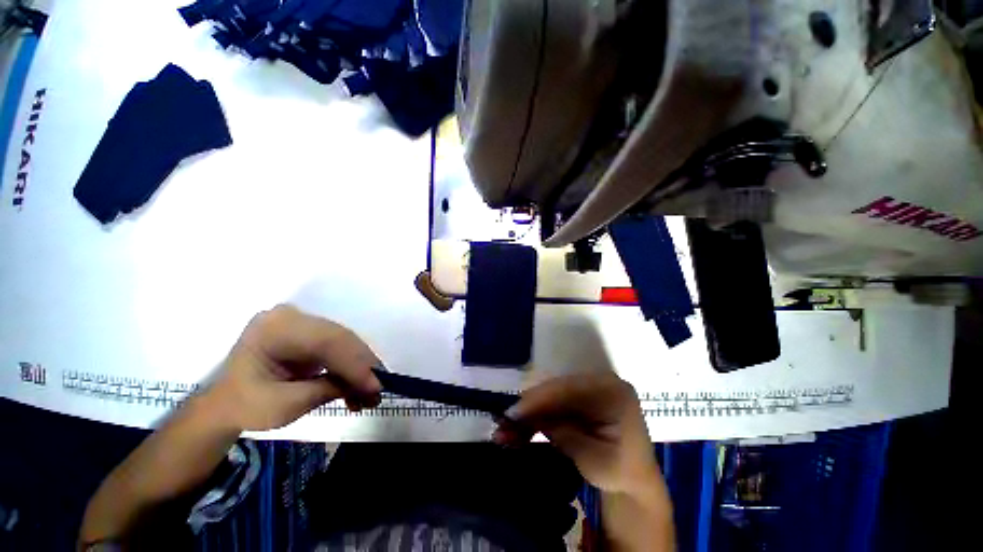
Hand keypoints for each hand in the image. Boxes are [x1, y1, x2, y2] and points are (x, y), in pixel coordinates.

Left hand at [205, 304, 382, 430]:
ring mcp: (304, 323)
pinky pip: (340, 347)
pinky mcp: (312, 333)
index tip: (375, 387)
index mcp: (276, 328)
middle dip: (362, 366)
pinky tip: (358, 387)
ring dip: (361, 369)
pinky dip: (351, 367)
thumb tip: (371, 388)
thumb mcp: (284, 405)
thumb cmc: (245, 406)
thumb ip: (328, 390)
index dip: (355, 363)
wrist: (226, 404)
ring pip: (346, 342)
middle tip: (377, 391)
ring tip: (370, 395)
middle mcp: (294, 316)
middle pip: (341, 338)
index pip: (327, 340)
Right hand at [493, 372, 659, 492]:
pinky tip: (520, 427)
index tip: (514, 414)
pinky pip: (552, 402)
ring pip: (550, 395)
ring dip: (529, 412)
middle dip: (529, 407)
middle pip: (556, 389)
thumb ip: (562, 434)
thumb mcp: (593, 460)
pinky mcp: (578, 397)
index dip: (539, 400)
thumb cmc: (621, 472)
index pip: (569, 389)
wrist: (633, 479)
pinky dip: (536, 415)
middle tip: (504, 423)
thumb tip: (526, 420)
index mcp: (612, 392)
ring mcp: (588, 387)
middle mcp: (599, 382)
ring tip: (507, 429)